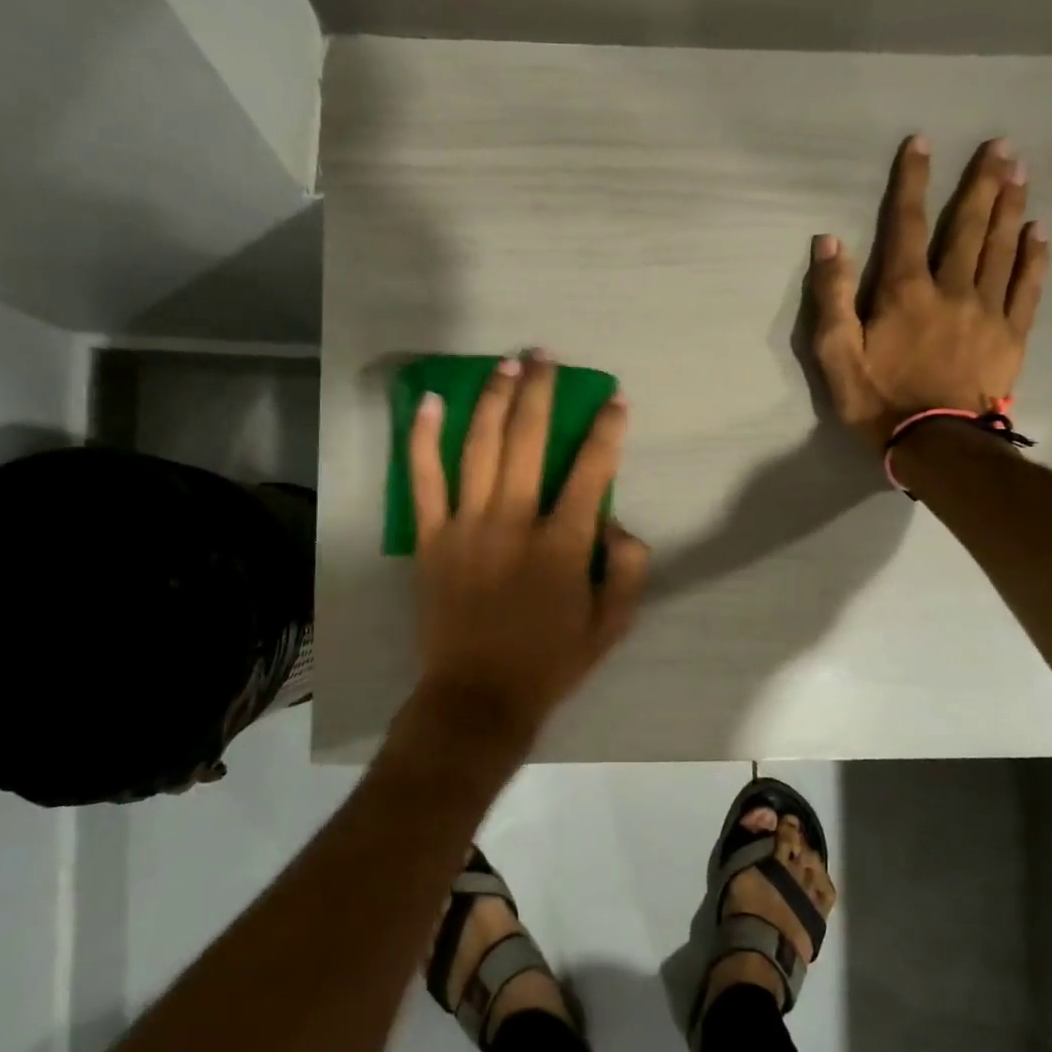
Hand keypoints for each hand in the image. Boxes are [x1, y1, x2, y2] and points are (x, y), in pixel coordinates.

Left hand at [409, 354, 648, 738]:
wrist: (478, 695)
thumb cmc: (549, 662)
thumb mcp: (611, 625)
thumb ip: (627, 569)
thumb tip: (616, 524)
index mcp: (563, 544)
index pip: (591, 470)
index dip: (607, 430)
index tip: (615, 400)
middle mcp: (515, 521)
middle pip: (529, 440)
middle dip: (542, 392)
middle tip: (546, 356)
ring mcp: (467, 525)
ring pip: (480, 447)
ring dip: (494, 400)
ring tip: (506, 365)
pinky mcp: (432, 537)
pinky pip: (424, 479)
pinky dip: (424, 438)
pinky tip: (431, 402)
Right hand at [810, 136, 1050, 451]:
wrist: (935, 443)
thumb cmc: (877, 401)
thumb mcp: (836, 355)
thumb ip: (831, 298)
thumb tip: (829, 243)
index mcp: (905, 291)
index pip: (907, 225)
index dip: (913, 182)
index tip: (922, 143)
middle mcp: (951, 288)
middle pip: (968, 226)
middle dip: (982, 182)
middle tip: (1000, 145)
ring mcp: (987, 309)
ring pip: (1002, 247)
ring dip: (1012, 206)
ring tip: (1021, 171)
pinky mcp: (1011, 335)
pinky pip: (1027, 286)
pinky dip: (1034, 256)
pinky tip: (1040, 231)